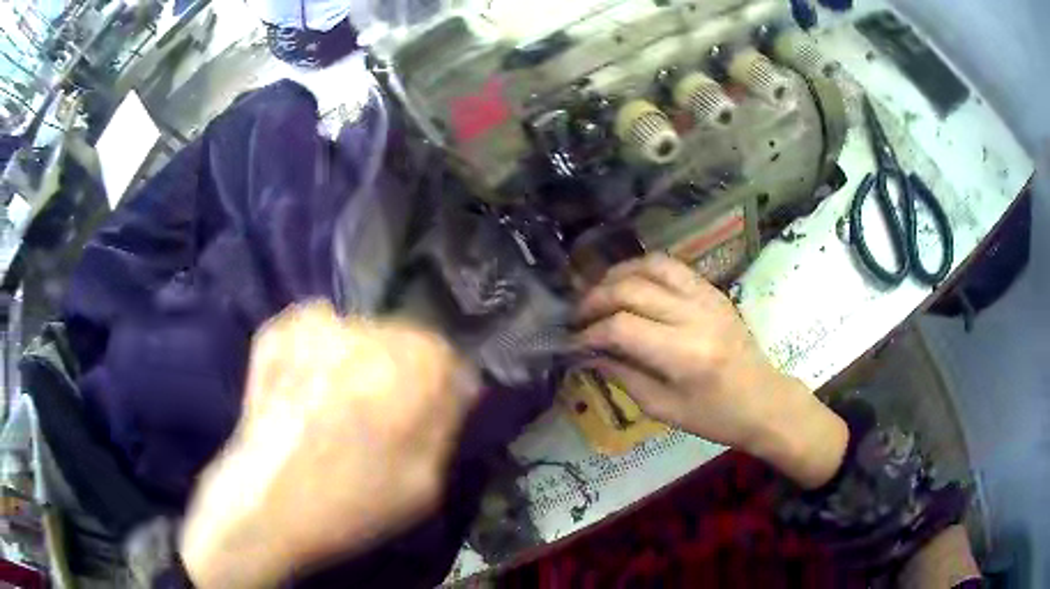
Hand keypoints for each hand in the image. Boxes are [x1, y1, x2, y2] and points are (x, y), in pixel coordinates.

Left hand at [178, 302, 480, 587]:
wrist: (265, 505)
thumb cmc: (352, 503)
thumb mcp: (427, 482)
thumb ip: (445, 425)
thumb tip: (453, 393)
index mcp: (418, 363)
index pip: (450, 362)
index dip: (441, 395)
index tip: (425, 422)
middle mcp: (371, 326)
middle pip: (403, 342)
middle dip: (399, 375)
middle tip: (377, 418)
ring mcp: (318, 321)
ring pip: (357, 335)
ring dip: (356, 363)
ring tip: (334, 408)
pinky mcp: (279, 329)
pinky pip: (314, 333)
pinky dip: (315, 354)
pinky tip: (303, 393)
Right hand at [575, 254, 846, 488]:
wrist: (764, 400)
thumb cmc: (715, 417)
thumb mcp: (664, 409)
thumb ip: (624, 376)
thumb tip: (589, 353)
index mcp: (684, 355)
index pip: (622, 328)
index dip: (590, 332)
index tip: (573, 342)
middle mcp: (695, 316)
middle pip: (631, 289)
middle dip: (595, 299)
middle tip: (578, 316)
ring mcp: (707, 297)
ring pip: (651, 266)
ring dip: (617, 275)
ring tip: (599, 293)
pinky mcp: (713, 291)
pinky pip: (672, 266)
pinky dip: (643, 269)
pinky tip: (630, 283)